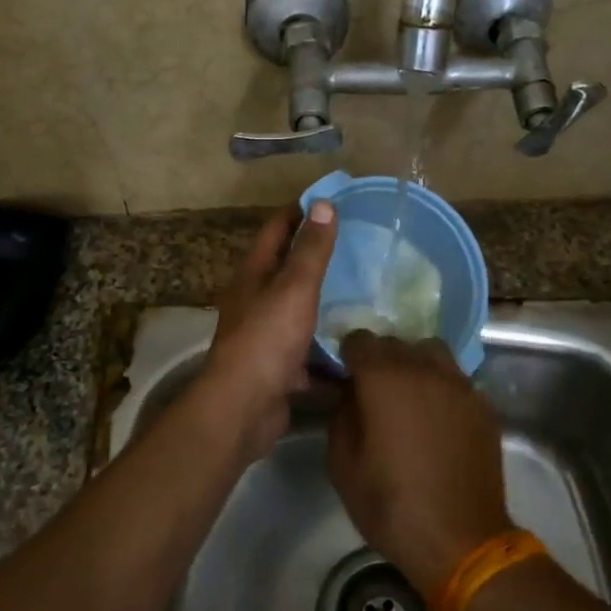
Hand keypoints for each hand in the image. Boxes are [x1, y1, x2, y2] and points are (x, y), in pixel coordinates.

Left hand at [197, 202, 337, 460]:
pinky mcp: (279, 369)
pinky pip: (309, 353)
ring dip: (327, 304)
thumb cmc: (267, 339)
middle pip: (287, 270)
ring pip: (300, 312)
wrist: (243, 409)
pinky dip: (329, 350)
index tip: (332, 201)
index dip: (300, 212)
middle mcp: (255, 301)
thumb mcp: (294, 288)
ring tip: (367, 294)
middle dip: (318, 258)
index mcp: (254, 275)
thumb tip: (323, 204)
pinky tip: (358, 347)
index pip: (276, 229)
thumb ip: (311, 250)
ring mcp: (266, 337)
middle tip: (359, 247)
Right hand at [327, 332, 512, 595]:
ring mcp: (459, 384)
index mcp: (384, 378)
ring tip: (409, 396)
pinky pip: (455, 379)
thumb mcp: (343, 465)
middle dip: (380, 359)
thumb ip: (342, 414)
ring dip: (414, 365)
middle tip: (373, 391)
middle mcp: (424, 369)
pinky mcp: (483, 404)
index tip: (344, 376)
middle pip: (395, 343)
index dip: (348, 355)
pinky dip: (441, 387)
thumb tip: (350, 392)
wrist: (460, 540)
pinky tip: (438, 419)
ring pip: (431, 352)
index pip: (359, 340)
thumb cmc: (391, 505)